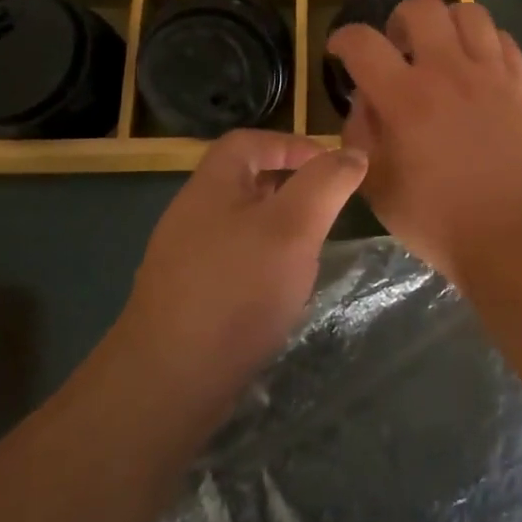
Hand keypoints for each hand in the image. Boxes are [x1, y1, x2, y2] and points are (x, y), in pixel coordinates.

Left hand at [121, 130, 366, 385]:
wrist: (169, 380)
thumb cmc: (237, 288)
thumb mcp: (293, 226)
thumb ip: (326, 184)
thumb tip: (353, 154)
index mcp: (212, 185)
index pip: (250, 141)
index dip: (292, 144)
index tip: (331, 168)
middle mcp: (192, 214)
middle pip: (245, 181)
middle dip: (290, 188)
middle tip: (326, 209)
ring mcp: (185, 258)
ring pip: (241, 225)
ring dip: (278, 229)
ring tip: (310, 250)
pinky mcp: (188, 297)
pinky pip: (232, 262)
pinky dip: (262, 264)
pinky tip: (280, 291)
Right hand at [329, 0, 521, 283]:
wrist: (512, 236)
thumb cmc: (437, 220)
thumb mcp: (377, 185)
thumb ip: (361, 133)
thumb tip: (364, 100)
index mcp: (405, 97)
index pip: (362, 42)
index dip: (343, 38)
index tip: (341, 51)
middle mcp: (447, 72)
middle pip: (421, 7)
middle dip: (399, 19)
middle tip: (398, 47)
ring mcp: (490, 74)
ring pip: (469, 12)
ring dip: (447, 23)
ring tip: (442, 49)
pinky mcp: (521, 84)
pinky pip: (503, 39)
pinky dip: (485, 43)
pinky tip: (478, 67)